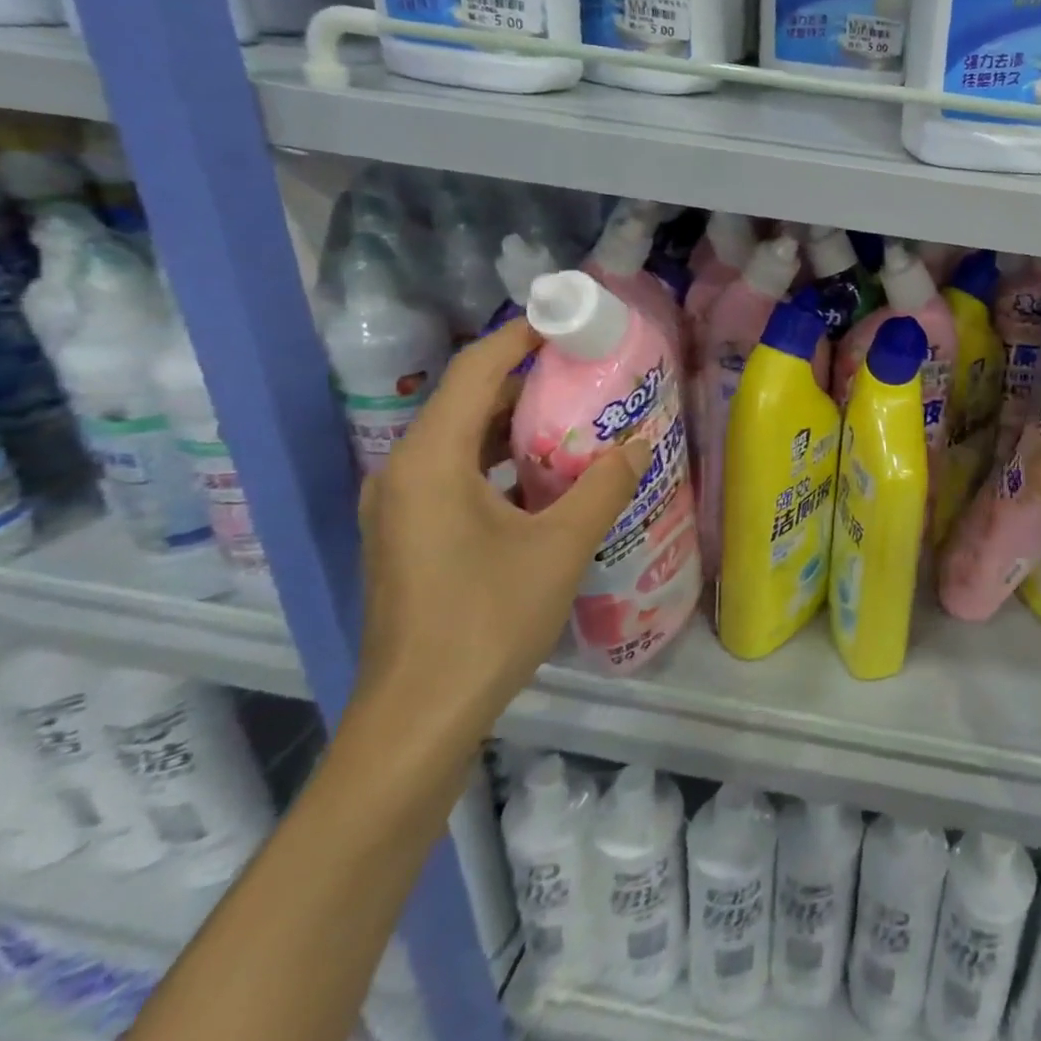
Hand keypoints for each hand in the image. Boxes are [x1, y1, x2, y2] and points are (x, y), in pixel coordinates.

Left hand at [354, 320, 649, 739]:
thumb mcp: (561, 546)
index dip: (521, 339)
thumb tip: (640, 441)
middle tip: (590, 374)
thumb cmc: (488, 620)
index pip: (475, 372)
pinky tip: (550, 479)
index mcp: (430, 461)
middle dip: (528, 381)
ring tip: (580, 419)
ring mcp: (401, 507)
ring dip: (517, 424)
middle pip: (467, 402)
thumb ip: (604, 485)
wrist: (419, 717)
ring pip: (463, 442)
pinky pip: (458, 475)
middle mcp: (404, 472)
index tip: (569, 323)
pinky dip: (503, 463)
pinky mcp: (410, 536)